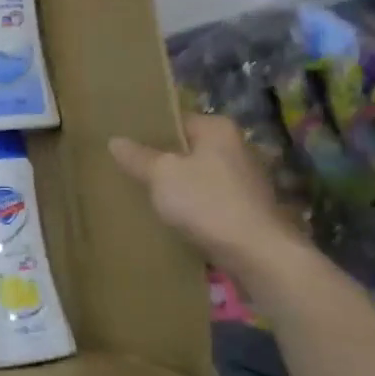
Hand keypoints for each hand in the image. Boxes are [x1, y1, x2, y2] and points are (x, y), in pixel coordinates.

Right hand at [110, 113, 316, 293]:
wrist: (259, 256)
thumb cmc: (208, 203)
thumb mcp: (162, 175)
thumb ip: (137, 157)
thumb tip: (115, 141)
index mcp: (217, 129)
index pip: (174, 120)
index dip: (147, 131)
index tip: (124, 143)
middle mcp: (236, 147)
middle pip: (186, 148)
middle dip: (160, 159)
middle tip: (127, 168)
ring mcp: (245, 179)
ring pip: (197, 175)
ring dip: (175, 185)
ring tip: (143, 193)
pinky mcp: (246, 208)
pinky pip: (208, 199)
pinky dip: (191, 205)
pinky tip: (170, 217)